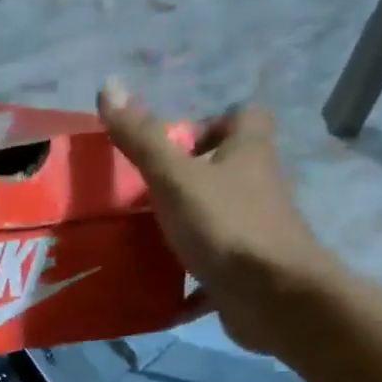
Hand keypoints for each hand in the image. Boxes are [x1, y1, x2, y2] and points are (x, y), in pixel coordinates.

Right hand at [99, 81, 340, 357]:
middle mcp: (259, 187)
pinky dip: (192, 278)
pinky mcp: (248, 271)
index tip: (174, 147)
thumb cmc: (225, 225)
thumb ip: (141, 138)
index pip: (244, 118)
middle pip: (229, 170)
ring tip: (144, 236)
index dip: (212, 124)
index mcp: (249, 154)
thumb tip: (108, 85)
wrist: (272, 296)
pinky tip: (162, 288)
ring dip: (189, 225)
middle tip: (145, 195)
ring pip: (221, 218)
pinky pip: (216, 267)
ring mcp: (256, 231)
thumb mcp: (174, 178)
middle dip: (190, 180)